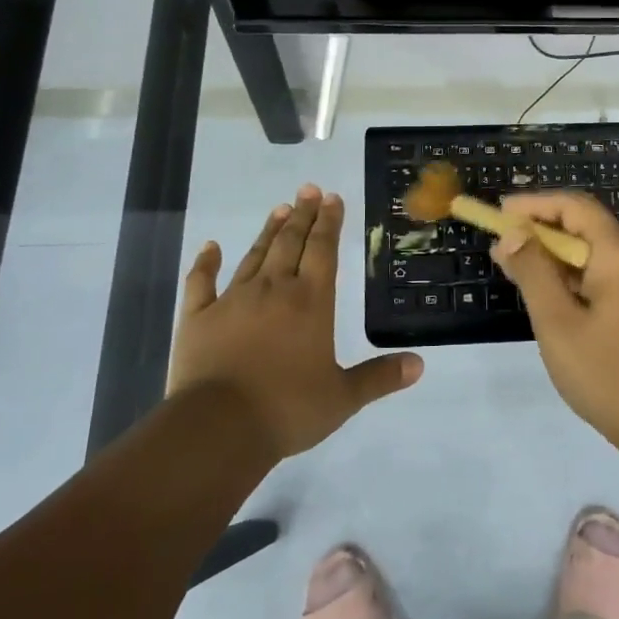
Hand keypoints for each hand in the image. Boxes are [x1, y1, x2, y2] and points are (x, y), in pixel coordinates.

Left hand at [170, 186, 422, 458]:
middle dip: (302, 215)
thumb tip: (420, 364)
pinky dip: (205, 262)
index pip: (324, 250)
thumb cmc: (288, 409)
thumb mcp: (343, 398)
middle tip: (308, 190)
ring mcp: (232, 300)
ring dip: (268, 231)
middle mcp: (273, 290)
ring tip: (279, 209)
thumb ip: (379, 377)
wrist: (218, 428)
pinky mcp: (197, 318)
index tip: (332, 197)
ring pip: (254, 256)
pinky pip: (201, 282)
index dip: (329, 222)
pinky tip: (210, 246)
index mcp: (311, 302)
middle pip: (290, 243)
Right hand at [492, 190, 618, 447]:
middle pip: (585, 226)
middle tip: (501, 249)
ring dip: (556, 256)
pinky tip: (550, 292)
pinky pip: (608, 270)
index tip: (500, 212)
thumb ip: (533, 271)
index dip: (534, 204)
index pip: (574, 206)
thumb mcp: (558, 323)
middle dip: (541, 232)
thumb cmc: (608, 374)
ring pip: (595, 250)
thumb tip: (513, 233)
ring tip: (516, 270)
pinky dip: (576, 274)